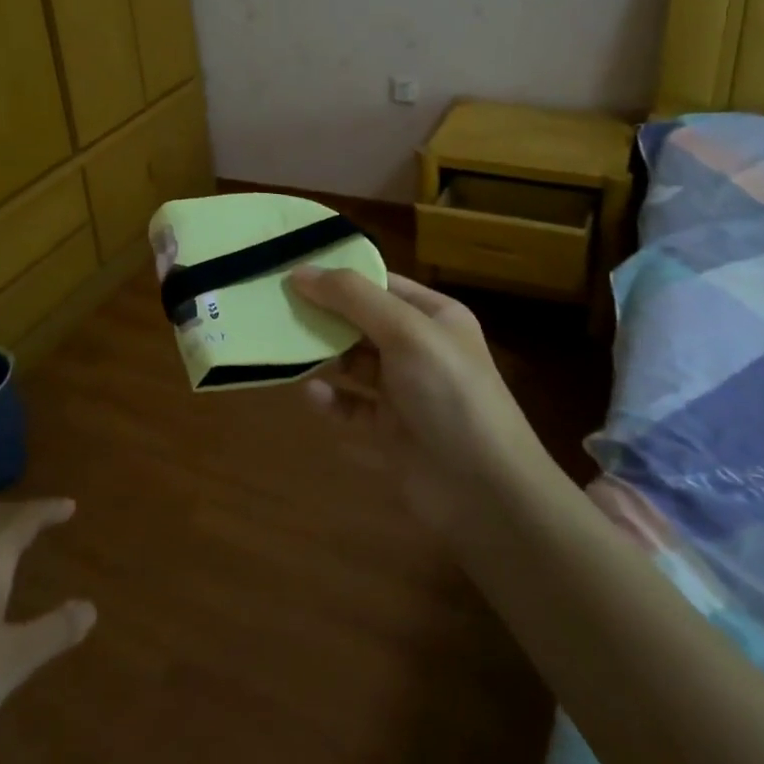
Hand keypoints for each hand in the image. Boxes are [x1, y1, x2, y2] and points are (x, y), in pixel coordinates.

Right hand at [288, 269, 552, 525]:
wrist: (485, 492)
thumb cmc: (449, 394)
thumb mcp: (405, 332)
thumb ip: (352, 298)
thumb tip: (299, 271)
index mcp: (434, 316)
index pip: (380, 284)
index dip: (339, 276)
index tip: (292, 272)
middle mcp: (419, 349)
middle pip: (361, 322)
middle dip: (324, 316)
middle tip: (277, 310)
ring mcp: (405, 391)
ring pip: (353, 364)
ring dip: (323, 357)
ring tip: (286, 350)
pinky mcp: (390, 431)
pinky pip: (351, 407)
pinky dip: (330, 400)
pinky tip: (311, 395)